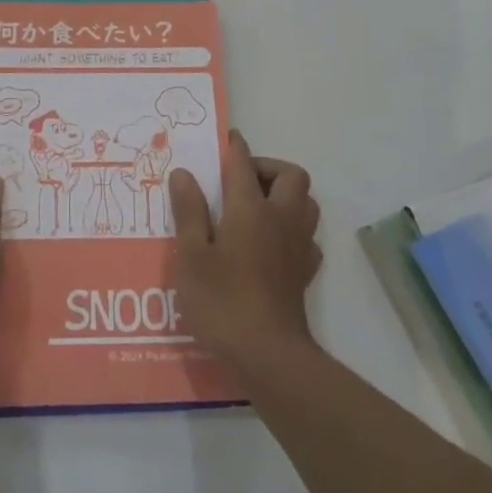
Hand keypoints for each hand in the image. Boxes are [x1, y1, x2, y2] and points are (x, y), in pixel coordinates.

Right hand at [169, 129, 322, 373]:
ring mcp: (298, 245)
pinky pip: (307, 235)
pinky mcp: (305, 271)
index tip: (226, 138)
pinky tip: (272, 243)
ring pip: (306, 202)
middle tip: (240, 180)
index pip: (243, 163)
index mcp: (250, 209)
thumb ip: (189, 211)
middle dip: (268, 167)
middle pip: (291, 175)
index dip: (234, 147)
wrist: (267, 354)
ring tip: (256, 205)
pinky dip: (292, 227)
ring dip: (286, 193)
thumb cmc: (222, 300)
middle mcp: (280, 218)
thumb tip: (184, 173)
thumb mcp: (191, 255)